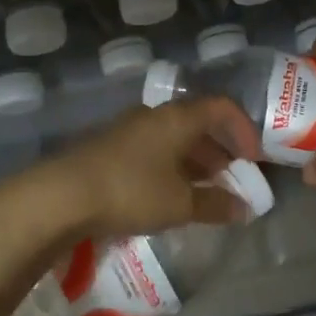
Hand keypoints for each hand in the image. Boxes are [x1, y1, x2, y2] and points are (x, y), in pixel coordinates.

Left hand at [50, 97, 263, 238]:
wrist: (62, 195)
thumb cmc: (131, 191)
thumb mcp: (179, 204)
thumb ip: (215, 205)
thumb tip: (245, 208)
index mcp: (178, 118)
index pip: (221, 107)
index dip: (243, 129)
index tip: (254, 159)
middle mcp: (155, 115)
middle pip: (197, 122)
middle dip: (220, 148)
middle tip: (233, 177)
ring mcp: (130, 128)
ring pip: (174, 136)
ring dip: (195, 159)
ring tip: (205, 190)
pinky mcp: (111, 146)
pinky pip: (153, 148)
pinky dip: (171, 165)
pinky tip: (170, 193)